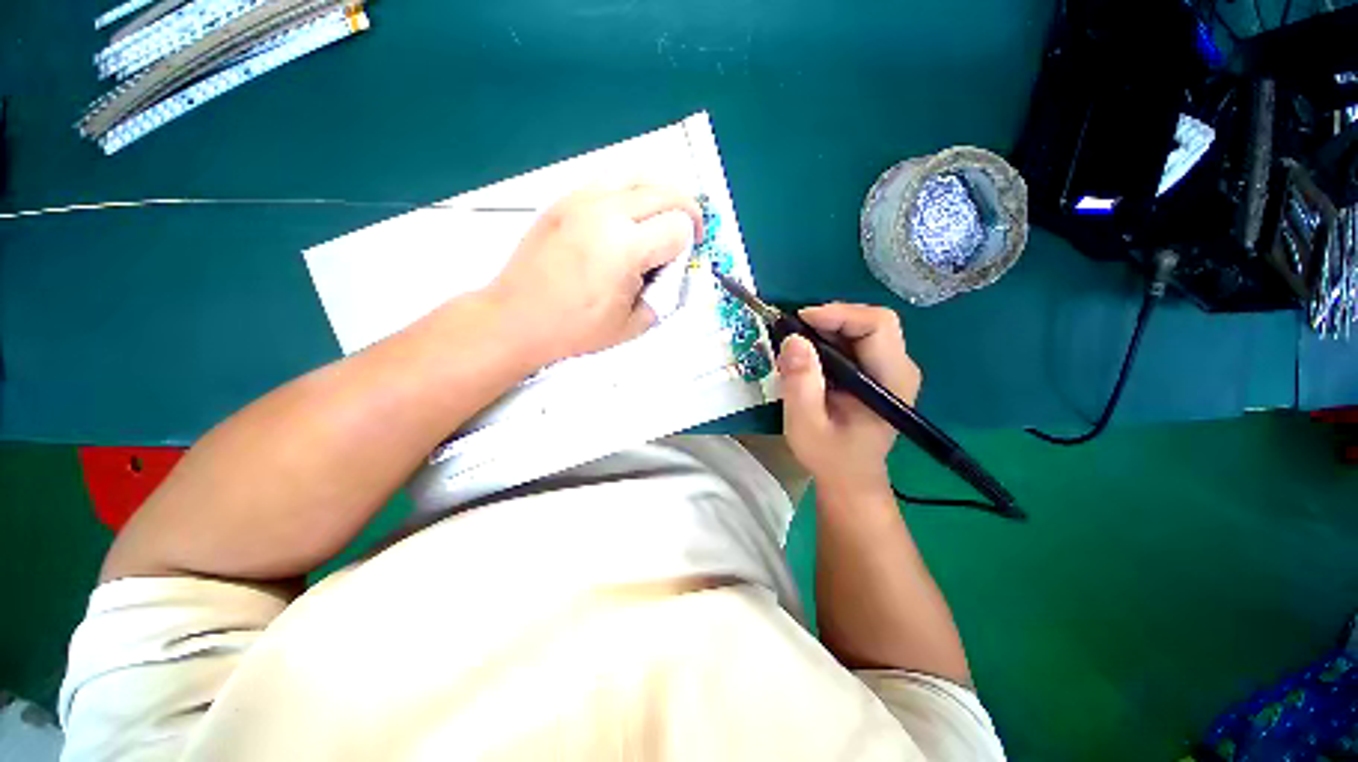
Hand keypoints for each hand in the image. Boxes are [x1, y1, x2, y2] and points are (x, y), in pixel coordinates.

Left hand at [486, 184, 701, 363]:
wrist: (517, 319)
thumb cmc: (575, 329)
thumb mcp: (632, 325)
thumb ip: (663, 295)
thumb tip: (672, 271)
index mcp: (625, 248)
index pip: (678, 228)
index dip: (688, 246)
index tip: (681, 261)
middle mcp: (606, 213)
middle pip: (666, 193)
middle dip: (687, 212)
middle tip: (689, 232)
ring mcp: (581, 200)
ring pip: (638, 176)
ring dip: (659, 195)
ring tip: (660, 218)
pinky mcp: (564, 200)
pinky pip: (608, 180)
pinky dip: (629, 192)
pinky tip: (626, 216)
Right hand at [778, 304, 921, 493]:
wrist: (849, 477)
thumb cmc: (829, 456)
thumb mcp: (805, 424)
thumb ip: (800, 383)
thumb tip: (793, 339)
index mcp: (891, 381)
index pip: (878, 325)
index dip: (840, 315)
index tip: (801, 321)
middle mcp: (899, 368)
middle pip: (872, 321)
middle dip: (831, 318)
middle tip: (795, 331)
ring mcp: (890, 368)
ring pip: (863, 326)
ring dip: (828, 327)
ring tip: (797, 343)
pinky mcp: (877, 371)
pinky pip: (856, 339)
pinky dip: (829, 338)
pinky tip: (809, 353)